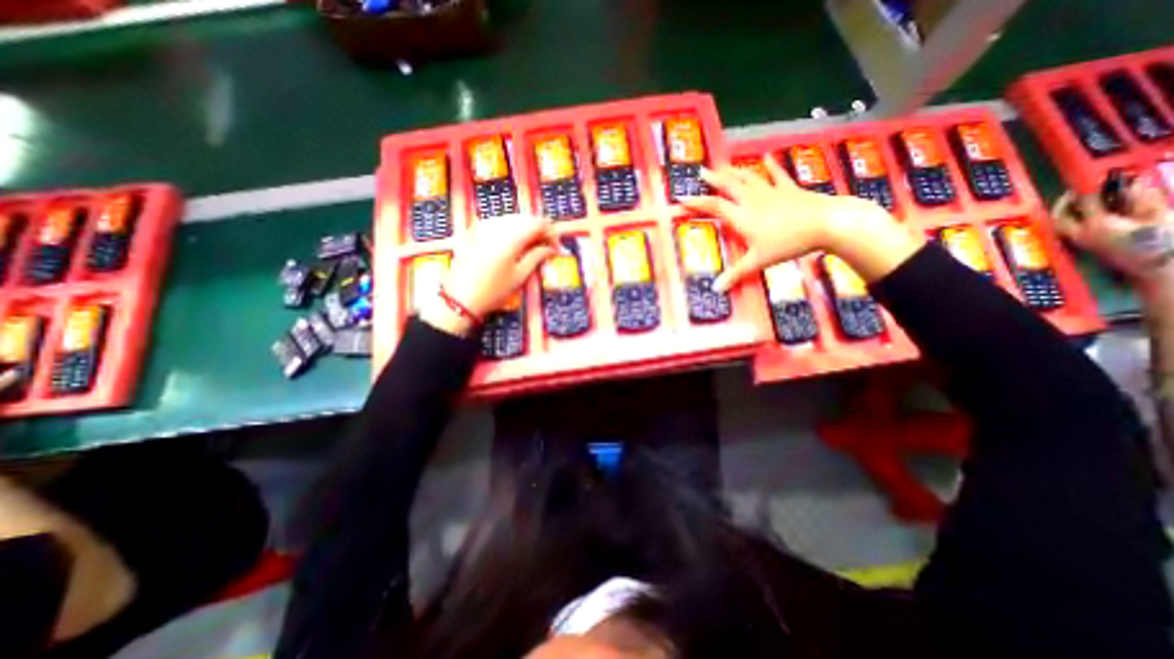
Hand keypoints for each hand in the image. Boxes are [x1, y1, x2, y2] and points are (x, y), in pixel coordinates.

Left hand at [423, 215, 558, 334]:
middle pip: (525, 218)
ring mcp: (484, 226)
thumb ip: (537, 257)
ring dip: (526, 228)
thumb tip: (552, 249)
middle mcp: (497, 226)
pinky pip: (499, 222)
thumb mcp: (519, 276)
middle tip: (547, 247)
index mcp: (511, 238)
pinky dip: (511, 228)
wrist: (460, 298)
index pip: (538, 224)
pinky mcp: (474, 230)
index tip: (556, 246)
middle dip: (539, 229)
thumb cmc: (493, 291)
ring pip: (512, 218)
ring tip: (533, 246)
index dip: (551, 232)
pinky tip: (514, 242)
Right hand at [679, 155, 916, 290]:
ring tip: (724, 166)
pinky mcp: (789, 189)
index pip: (714, 207)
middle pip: (729, 186)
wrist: (826, 223)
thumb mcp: (759, 261)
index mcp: (742, 217)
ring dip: (734, 172)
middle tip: (702, 172)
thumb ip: (736, 274)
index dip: (697, 203)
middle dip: (714, 180)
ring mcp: (771, 192)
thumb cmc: (788, 243)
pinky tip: (765, 158)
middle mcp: (752, 200)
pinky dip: (769, 167)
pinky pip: (776, 176)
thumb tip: (716, 289)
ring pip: (748, 178)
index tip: (682, 199)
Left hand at [1056, 174, 1173, 285]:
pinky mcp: (1089, 247)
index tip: (1096, 178)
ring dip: (1067, 212)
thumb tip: (1132, 183)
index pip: (1085, 201)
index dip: (1090, 188)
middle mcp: (1082, 234)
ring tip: (1081, 200)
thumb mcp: (1160, 215)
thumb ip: (1143, 198)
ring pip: (1062, 225)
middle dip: (1064, 203)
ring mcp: (1083, 242)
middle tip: (1075, 191)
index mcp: (1097, 225)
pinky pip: (1072, 231)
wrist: (1162, 268)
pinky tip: (1093, 214)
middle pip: (1060, 217)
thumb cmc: (1164, 241)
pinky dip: (1075, 221)